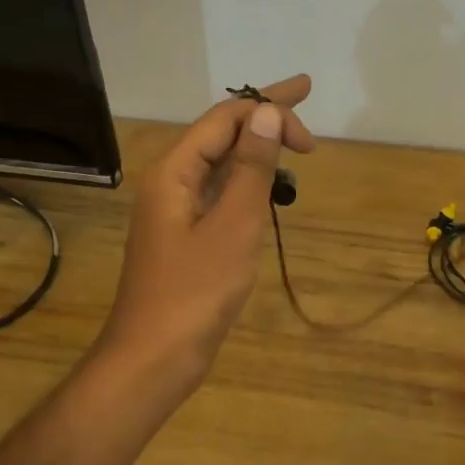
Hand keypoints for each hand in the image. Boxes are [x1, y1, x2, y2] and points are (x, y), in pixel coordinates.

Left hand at [100, 74, 314, 386]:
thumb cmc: (195, 291)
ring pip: (219, 166)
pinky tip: (266, 191)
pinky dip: (246, 185)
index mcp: (174, 171)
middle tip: (306, 107)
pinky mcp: (185, 239)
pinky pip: (218, 195)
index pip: (224, 119)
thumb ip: (251, 167)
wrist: (154, 357)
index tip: (310, 120)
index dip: (268, 107)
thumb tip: (266, 113)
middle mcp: (170, 183)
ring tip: (294, 150)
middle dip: (263, 119)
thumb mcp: (234, 224)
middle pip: (220, 135)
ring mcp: (175, 212)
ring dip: (256, 153)